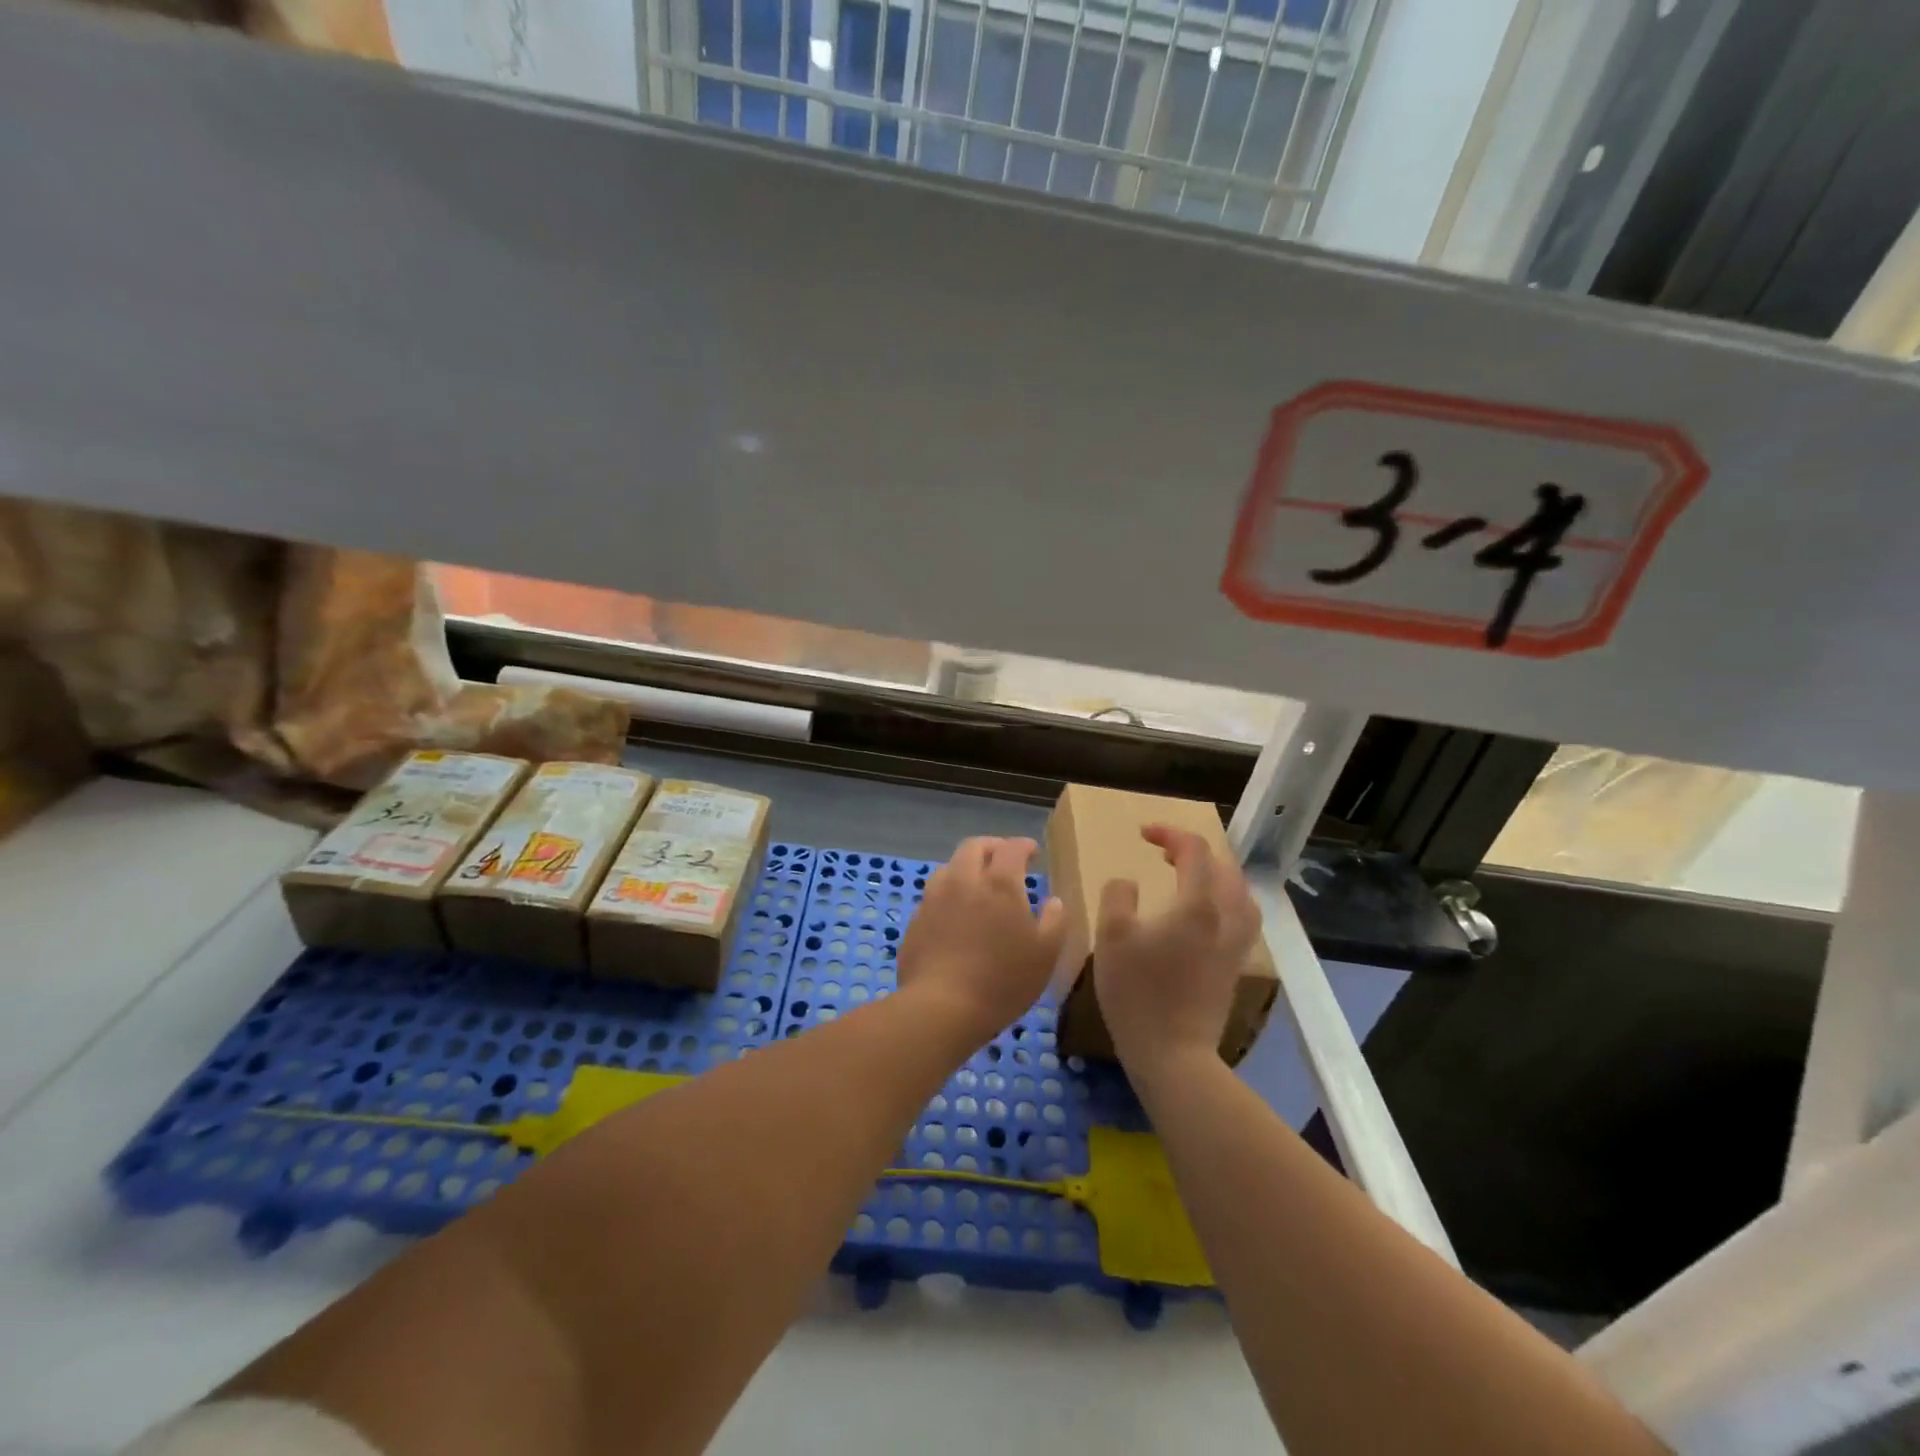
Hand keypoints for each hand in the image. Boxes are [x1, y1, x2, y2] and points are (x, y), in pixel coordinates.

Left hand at [898, 837, 1066, 1041]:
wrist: (941, 1007)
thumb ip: (1055, 921)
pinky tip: (955, 915)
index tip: (1033, 852)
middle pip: (974, 847)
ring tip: (977, 884)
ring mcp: (934, 899)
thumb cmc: (1002, 980)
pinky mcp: (916, 921)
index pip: (1011, 848)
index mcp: (999, 883)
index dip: (1023, 845)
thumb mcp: (1045, 954)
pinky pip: (933, 896)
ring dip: (966, 867)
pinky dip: (948, 895)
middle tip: (1004, 859)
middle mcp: (963, 881)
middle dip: (992, 847)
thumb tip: (1054, 901)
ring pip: (949, 867)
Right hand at [1094, 825, 1260, 1075]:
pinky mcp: (1235, 964)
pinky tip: (1206, 912)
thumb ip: (1117, 896)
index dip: (1169, 833)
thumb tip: (1128, 882)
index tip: (1143, 834)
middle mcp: (1225, 918)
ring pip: (1240, 892)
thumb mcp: (1111, 937)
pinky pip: (1242, 915)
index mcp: (1197, 905)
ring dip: (1216, 874)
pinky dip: (1227, 899)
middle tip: (1163, 851)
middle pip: (1224, 867)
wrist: (1173, 1054)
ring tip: (1190, 876)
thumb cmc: (1137, 993)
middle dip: (1194, 851)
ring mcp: (1236, 943)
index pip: (1194, 850)